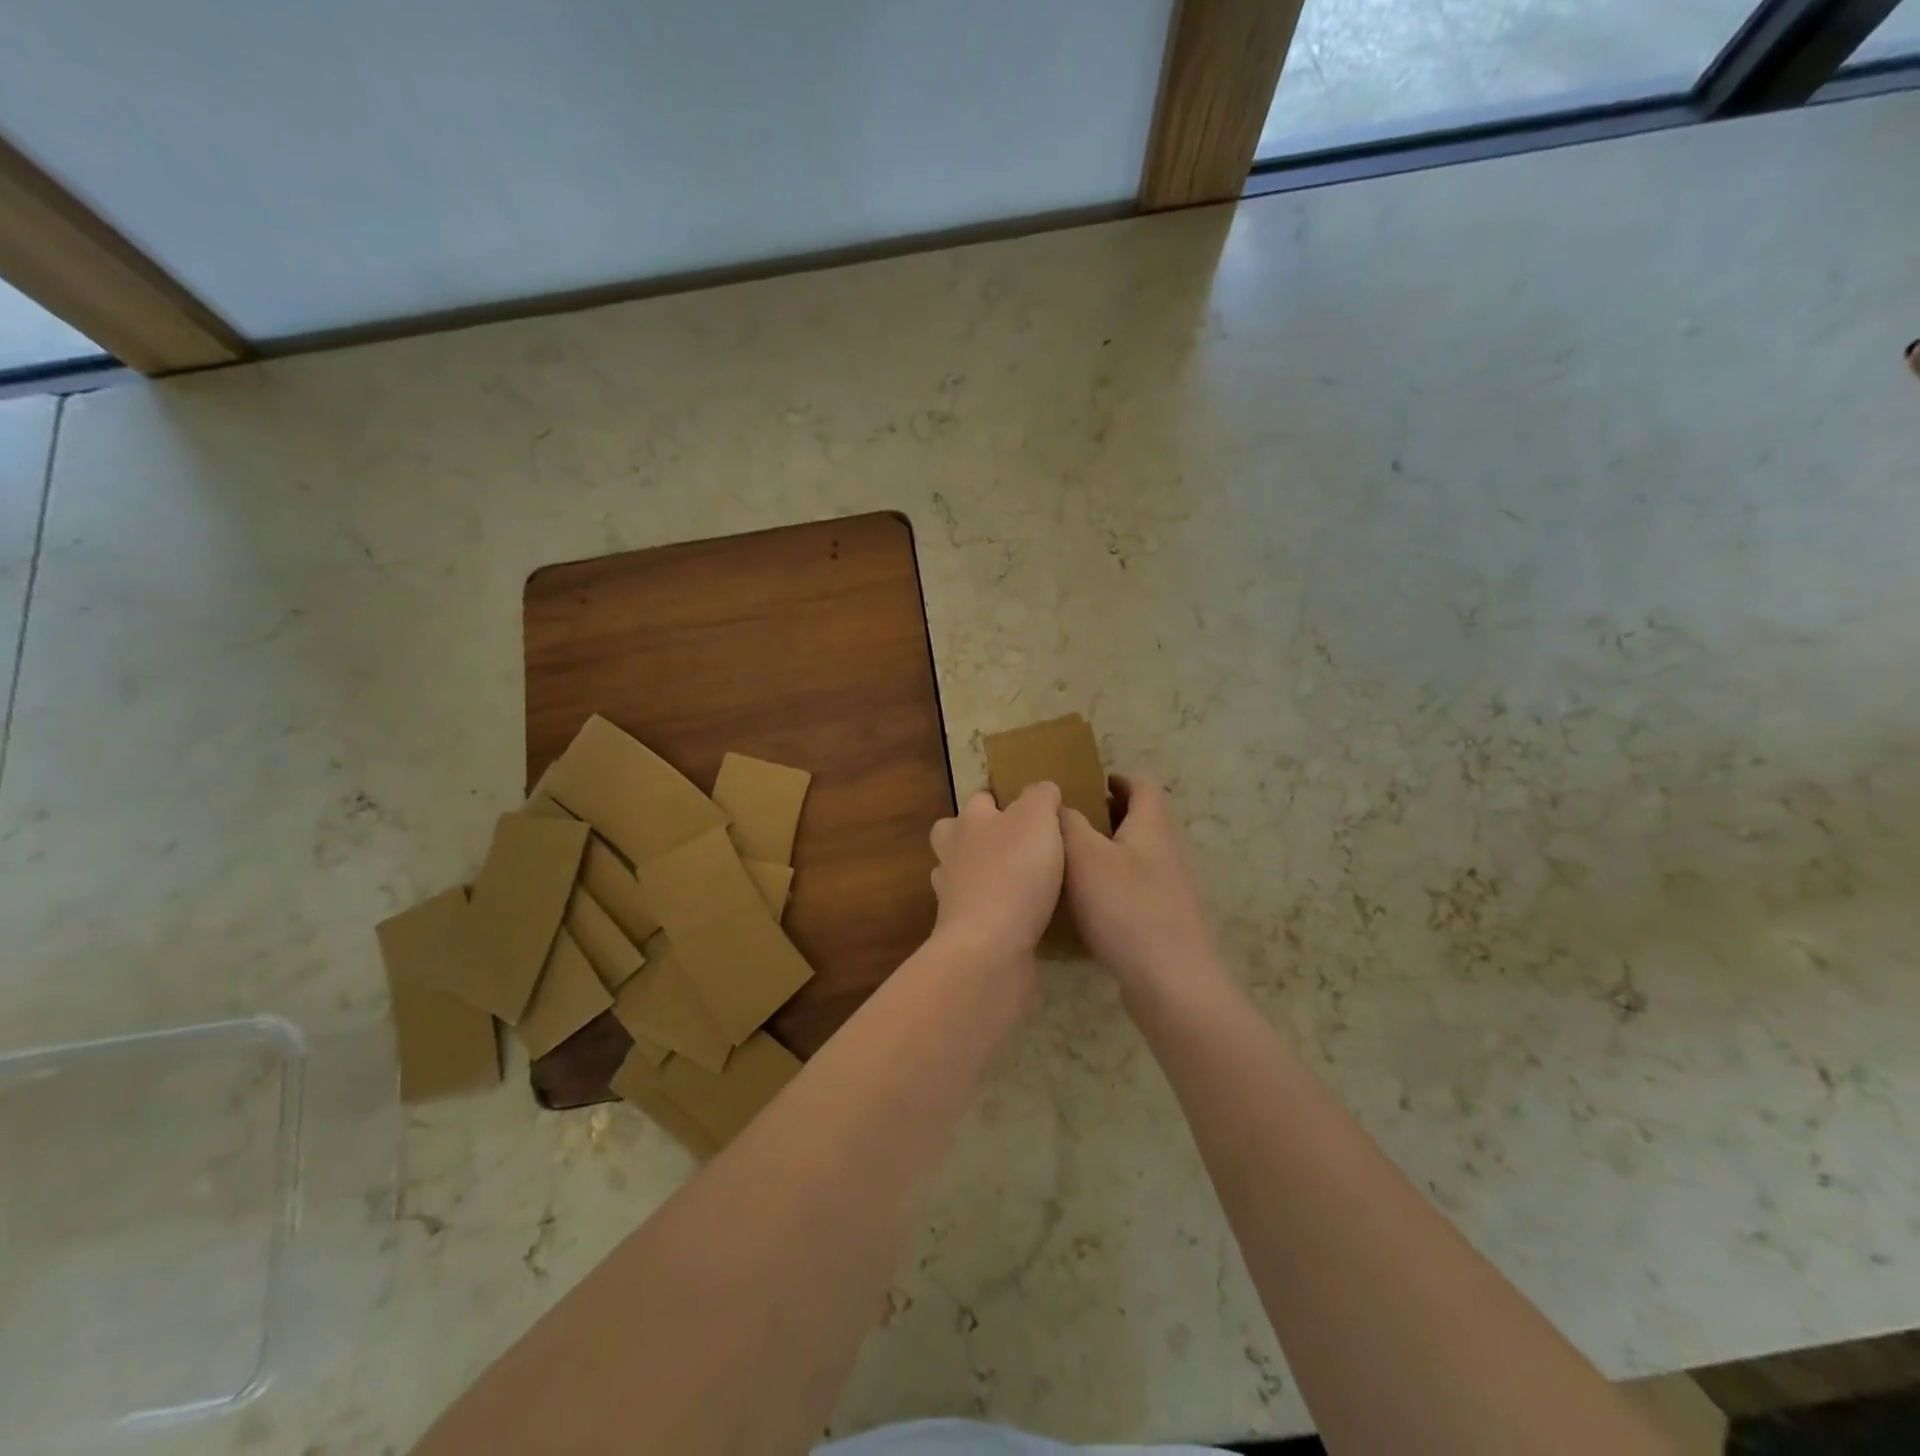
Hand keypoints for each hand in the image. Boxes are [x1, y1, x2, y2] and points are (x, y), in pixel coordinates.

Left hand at [929, 784, 1064, 963]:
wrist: (990, 946)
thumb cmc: (1014, 872)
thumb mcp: (1037, 819)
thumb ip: (1041, 797)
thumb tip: (1042, 790)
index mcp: (970, 821)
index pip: (979, 799)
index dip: (1000, 800)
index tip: (1025, 809)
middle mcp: (953, 853)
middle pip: (953, 833)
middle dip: (975, 835)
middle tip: (1011, 843)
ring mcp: (951, 894)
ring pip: (960, 873)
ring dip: (980, 874)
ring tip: (1016, 880)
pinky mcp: (960, 931)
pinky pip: (974, 910)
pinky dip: (990, 909)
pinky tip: (1017, 915)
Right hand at [1062, 775, 1216, 995]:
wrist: (1170, 981)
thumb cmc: (1125, 908)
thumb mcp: (1084, 856)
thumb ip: (1068, 823)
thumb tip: (1060, 805)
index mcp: (1152, 826)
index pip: (1143, 786)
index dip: (1117, 779)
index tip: (1087, 784)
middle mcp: (1168, 850)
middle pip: (1142, 819)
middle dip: (1107, 815)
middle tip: (1069, 822)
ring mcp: (1171, 887)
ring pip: (1138, 854)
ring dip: (1109, 850)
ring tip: (1070, 862)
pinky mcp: (1166, 918)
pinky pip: (1137, 886)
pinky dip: (1113, 883)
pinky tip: (1087, 904)